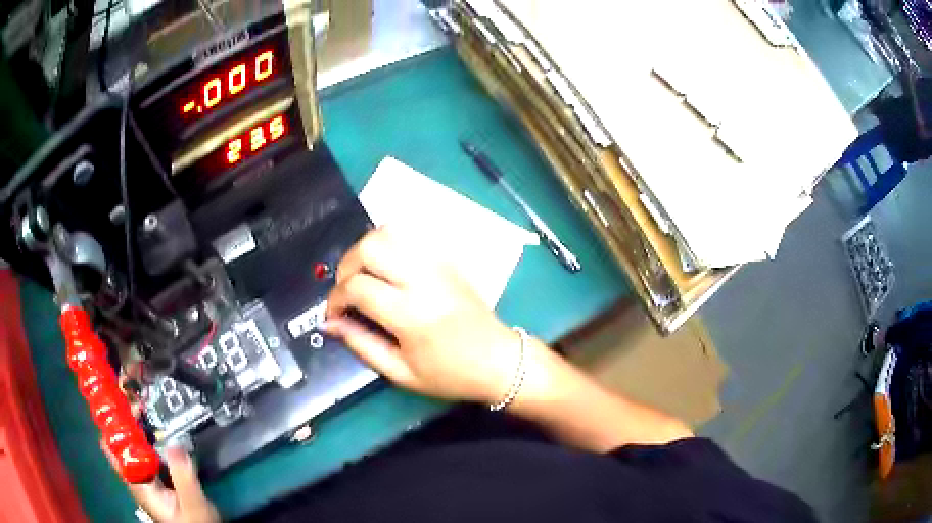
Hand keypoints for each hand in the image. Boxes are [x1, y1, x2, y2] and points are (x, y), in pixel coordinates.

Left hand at [107, 374, 218, 522]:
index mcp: (138, 483)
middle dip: (122, 413)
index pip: (113, 447)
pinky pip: (142, 448)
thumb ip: (183, 477)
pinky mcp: (154, 476)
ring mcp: (144, 476)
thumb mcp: (193, 505)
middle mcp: (135, 476)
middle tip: (130, 387)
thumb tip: (174, 442)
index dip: (110, 420)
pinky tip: (151, 422)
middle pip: (119, 439)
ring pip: (130, 442)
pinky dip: (144, 431)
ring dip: (132, 420)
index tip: (114, 394)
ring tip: (138, 396)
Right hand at [324, 227, 522, 404]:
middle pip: (370, 247)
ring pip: (390, 232)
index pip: (357, 287)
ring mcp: (438, 264)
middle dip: (347, 266)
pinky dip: (390, 243)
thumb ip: (361, 345)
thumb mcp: (401, 373)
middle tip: (347, 290)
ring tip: (364, 275)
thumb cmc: (451, 374)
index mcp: (410, 314)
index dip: (335, 299)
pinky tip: (388, 267)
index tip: (334, 314)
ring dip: (367, 249)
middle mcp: (423, 280)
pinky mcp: (448, 259)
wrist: (500, 361)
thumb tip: (331, 322)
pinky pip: (411, 235)